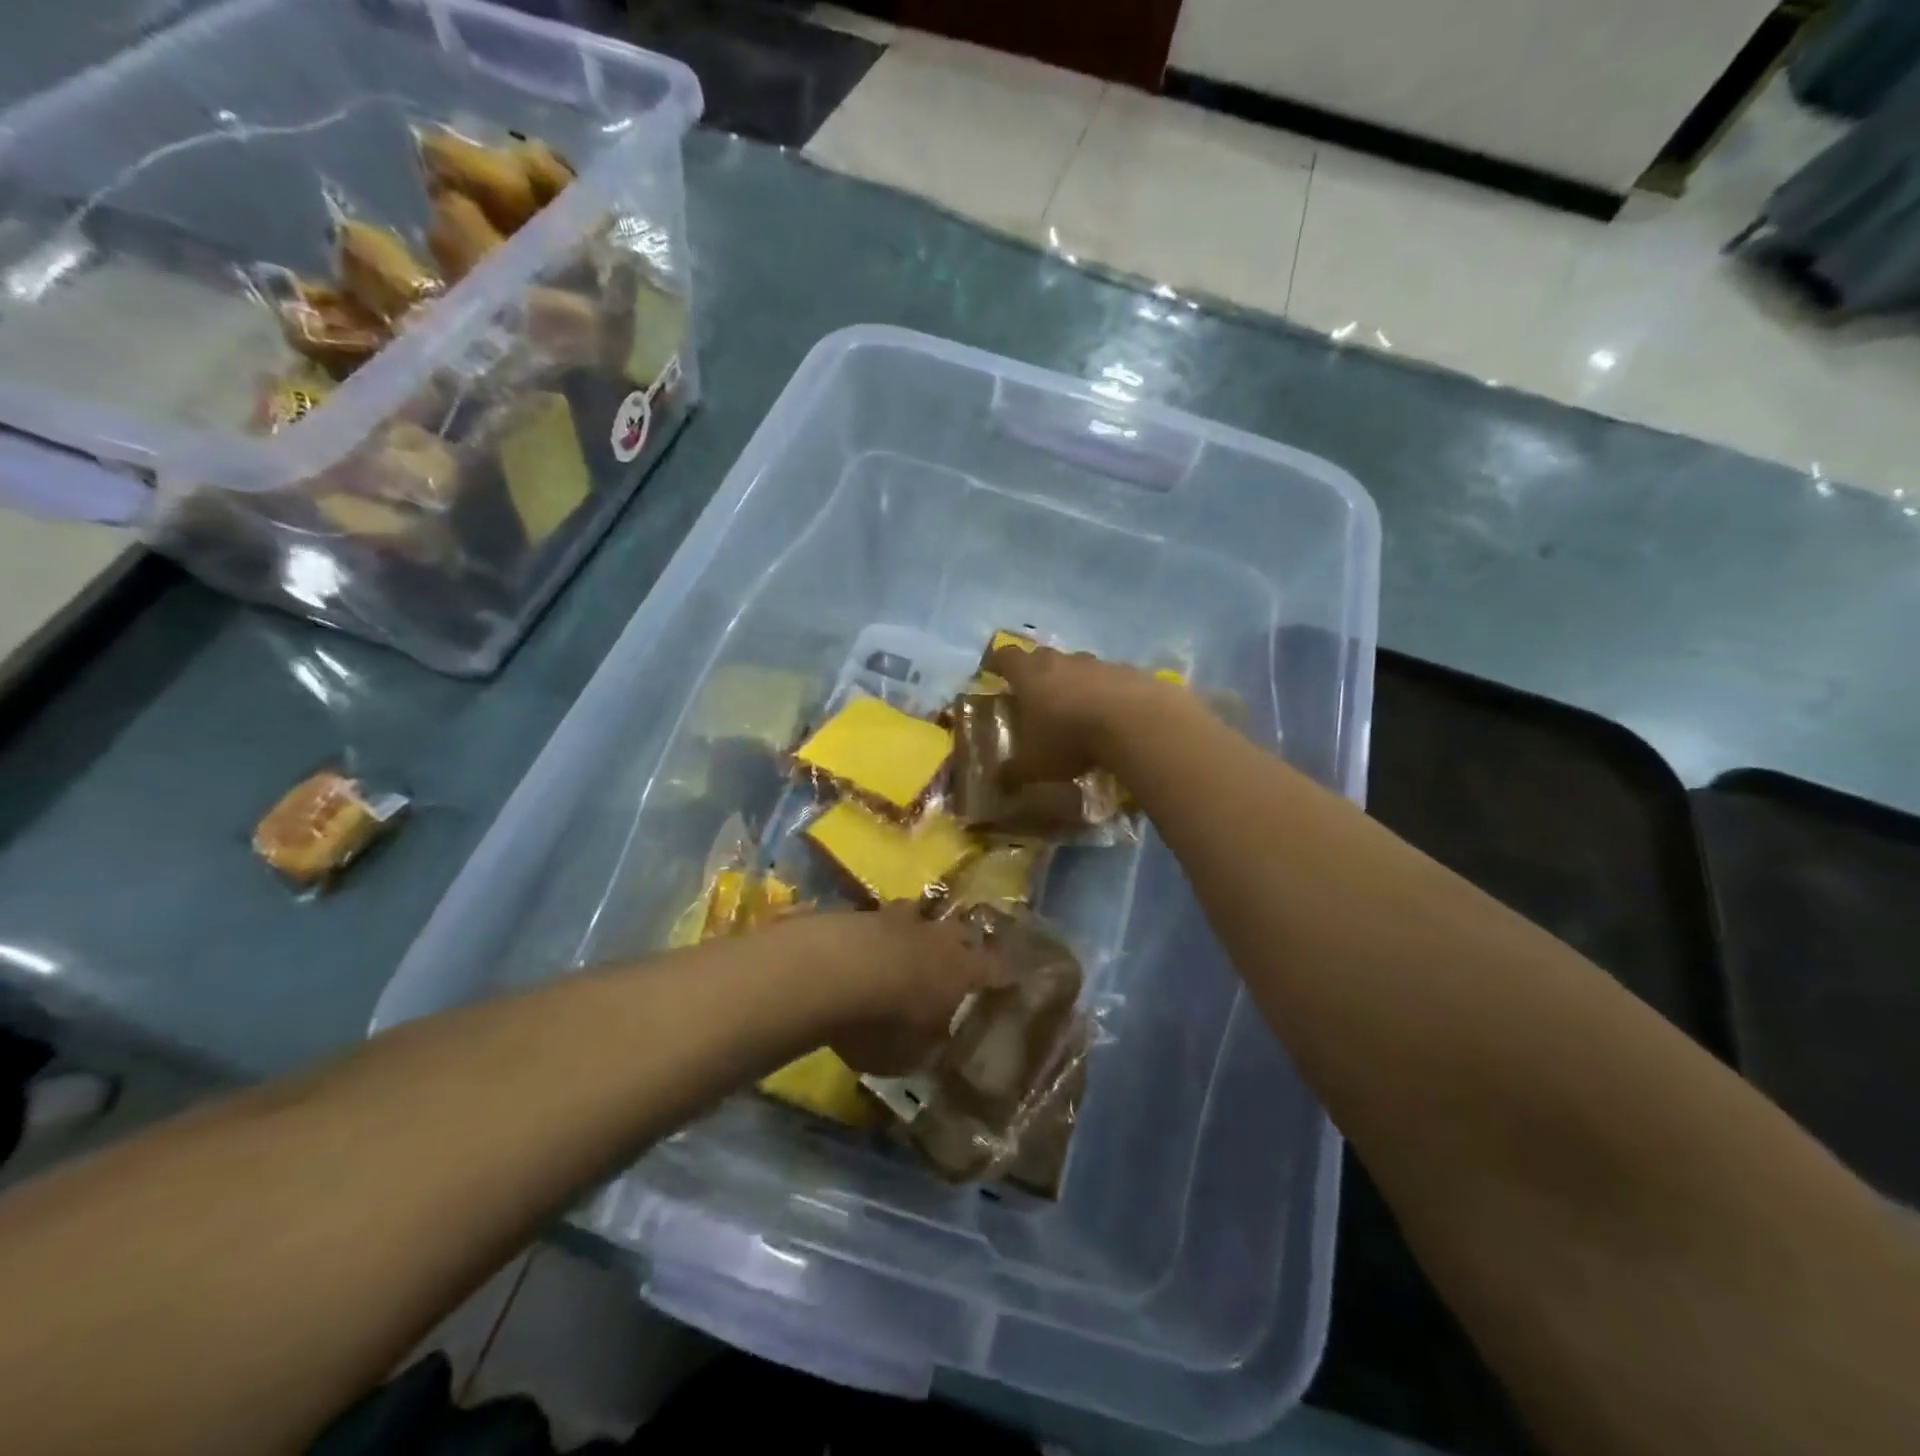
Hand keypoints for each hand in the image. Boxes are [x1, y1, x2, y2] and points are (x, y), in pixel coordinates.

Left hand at [821, 904, 1005, 1075]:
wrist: (829, 971)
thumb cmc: (883, 1022)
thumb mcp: (912, 1055)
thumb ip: (931, 1047)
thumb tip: (938, 1043)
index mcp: (963, 970)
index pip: (998, 969)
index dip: (1006, 976)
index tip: (1013, 980)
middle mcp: (938, 937)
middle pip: (962, 932)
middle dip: (965, 944)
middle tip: (964, 958)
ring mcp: (899, 918)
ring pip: (920, 915)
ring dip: (920, 930)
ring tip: (914, 945)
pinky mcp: (861, 912)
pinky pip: (881, 920)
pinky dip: (880, 933)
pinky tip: (869, 947)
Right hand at [985, 645, 1173, 784]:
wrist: (1135, 722)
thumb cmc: (1070, 738)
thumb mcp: (1035, 765)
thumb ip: (1014, 772)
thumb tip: (998, 781)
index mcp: (1029, 675)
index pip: (1005, 656)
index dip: (997, 663)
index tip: (994, 673)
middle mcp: (1060, 661)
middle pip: (1041, 656)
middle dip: (1036, 673)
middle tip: (1035, 696)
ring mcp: (1096, 663)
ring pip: (1077, 666)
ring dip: (1073, 682)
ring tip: (1076, 708)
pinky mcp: (1128, 671)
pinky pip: (1109, 678)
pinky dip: (1105, 692)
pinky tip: (1110, 715)